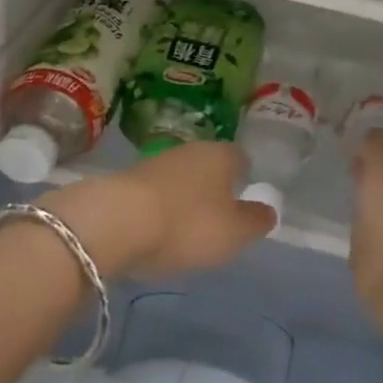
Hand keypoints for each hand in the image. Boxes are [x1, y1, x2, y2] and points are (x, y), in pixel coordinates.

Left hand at [39, 142, 274, 278]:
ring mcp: (155, 163)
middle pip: (209, 166)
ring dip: (184, 199)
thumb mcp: (234, 232)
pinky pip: (154, 194)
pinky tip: (156, 232)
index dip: (246, 178)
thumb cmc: (186, 224)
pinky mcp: (126, 181)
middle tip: (218, 219)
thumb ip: (255, 221)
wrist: (114, 222)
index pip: (241, 158)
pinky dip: (159, 209)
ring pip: (180, 179)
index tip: (245, 200)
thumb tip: (268, 210)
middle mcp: (189, 150)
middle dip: (214, 188)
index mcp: (221, 155)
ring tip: (186, 231)